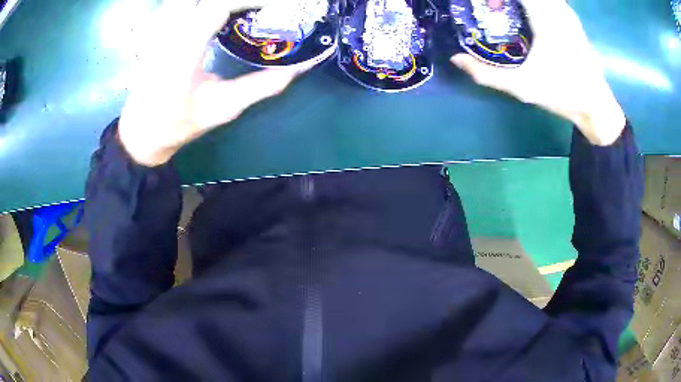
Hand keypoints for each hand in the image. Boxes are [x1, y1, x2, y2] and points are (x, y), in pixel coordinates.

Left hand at [119, 0, 309, 165]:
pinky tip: (218, 12)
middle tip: (265, 6)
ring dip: (220, 2)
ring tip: (245, 8)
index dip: (250, 1)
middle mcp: (168, 33)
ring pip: (188, 0)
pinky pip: (179, 4)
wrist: (141, 131)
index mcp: (183, 53)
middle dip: (238, 0)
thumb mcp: (223, 108)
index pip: (218, 8)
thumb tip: (298, 68)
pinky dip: (200, 4)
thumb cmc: (179, 123)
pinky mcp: (157, 29)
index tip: (277, 5)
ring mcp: (159, 29)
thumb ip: (261, 86)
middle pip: (205, 0)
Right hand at [451, 0, 625, 145]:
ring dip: (523, 1)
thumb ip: (486, 74)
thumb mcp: (521, 88)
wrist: (596, 105)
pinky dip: (536, 2)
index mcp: (544, 19)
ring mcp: (567, 12)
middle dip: (506, 0)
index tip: (484, 3)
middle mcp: (557, 9)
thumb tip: (456, 59)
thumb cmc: (561, 94)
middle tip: (490, 5)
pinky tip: (526, 11)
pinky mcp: (572, 18)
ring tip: (504, 8)